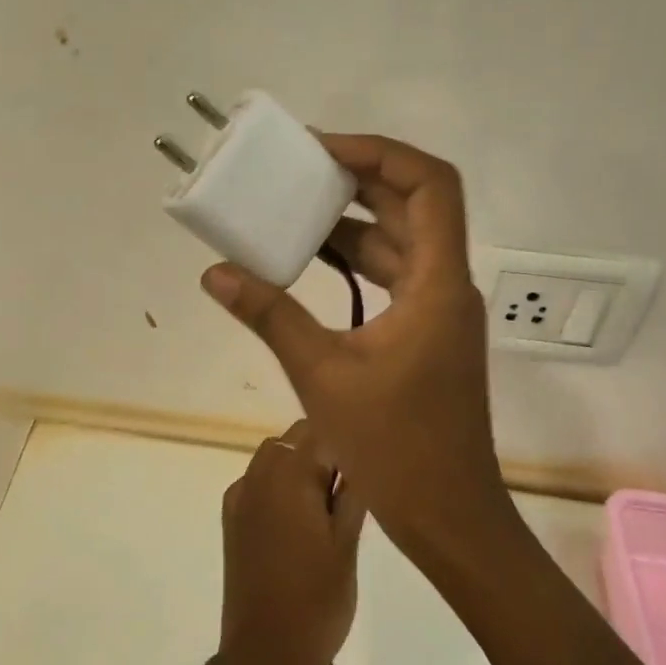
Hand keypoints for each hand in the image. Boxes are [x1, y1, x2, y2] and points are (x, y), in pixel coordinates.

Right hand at [202, 134, 513, 569]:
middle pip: (414, 205)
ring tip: (295, 206)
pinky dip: (357, 260)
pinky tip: (312, 262)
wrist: (448, 514)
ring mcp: (439, 310)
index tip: (324, 150)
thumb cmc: (395, 447)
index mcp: (437, 283)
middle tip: (300, 167)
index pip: (431, 185)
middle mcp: (447, 284)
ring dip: (354, 221)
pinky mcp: (426, 333)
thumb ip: (269, 315)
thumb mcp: (321, 375)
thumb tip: (216, 274)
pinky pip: (394, 275)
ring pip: (402, 241)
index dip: (381, 153)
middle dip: (359, 178)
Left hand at [218, 421, 364, 664]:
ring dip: (301, 464)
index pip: (322, 430)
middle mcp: (259, 475)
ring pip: (275, 455)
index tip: (370, 457)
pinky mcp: (232, 518)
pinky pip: (259, 480)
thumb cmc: (316, 602)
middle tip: (354, 487)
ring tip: (328, 503)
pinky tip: (298, 517)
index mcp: (289, 476)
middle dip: (325, 449)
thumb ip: (353, 493)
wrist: (263, 655)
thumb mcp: (347, 545)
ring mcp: (240, 496)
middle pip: (295, 438)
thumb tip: (360, 456)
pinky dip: (279, 483)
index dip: (349, 438)